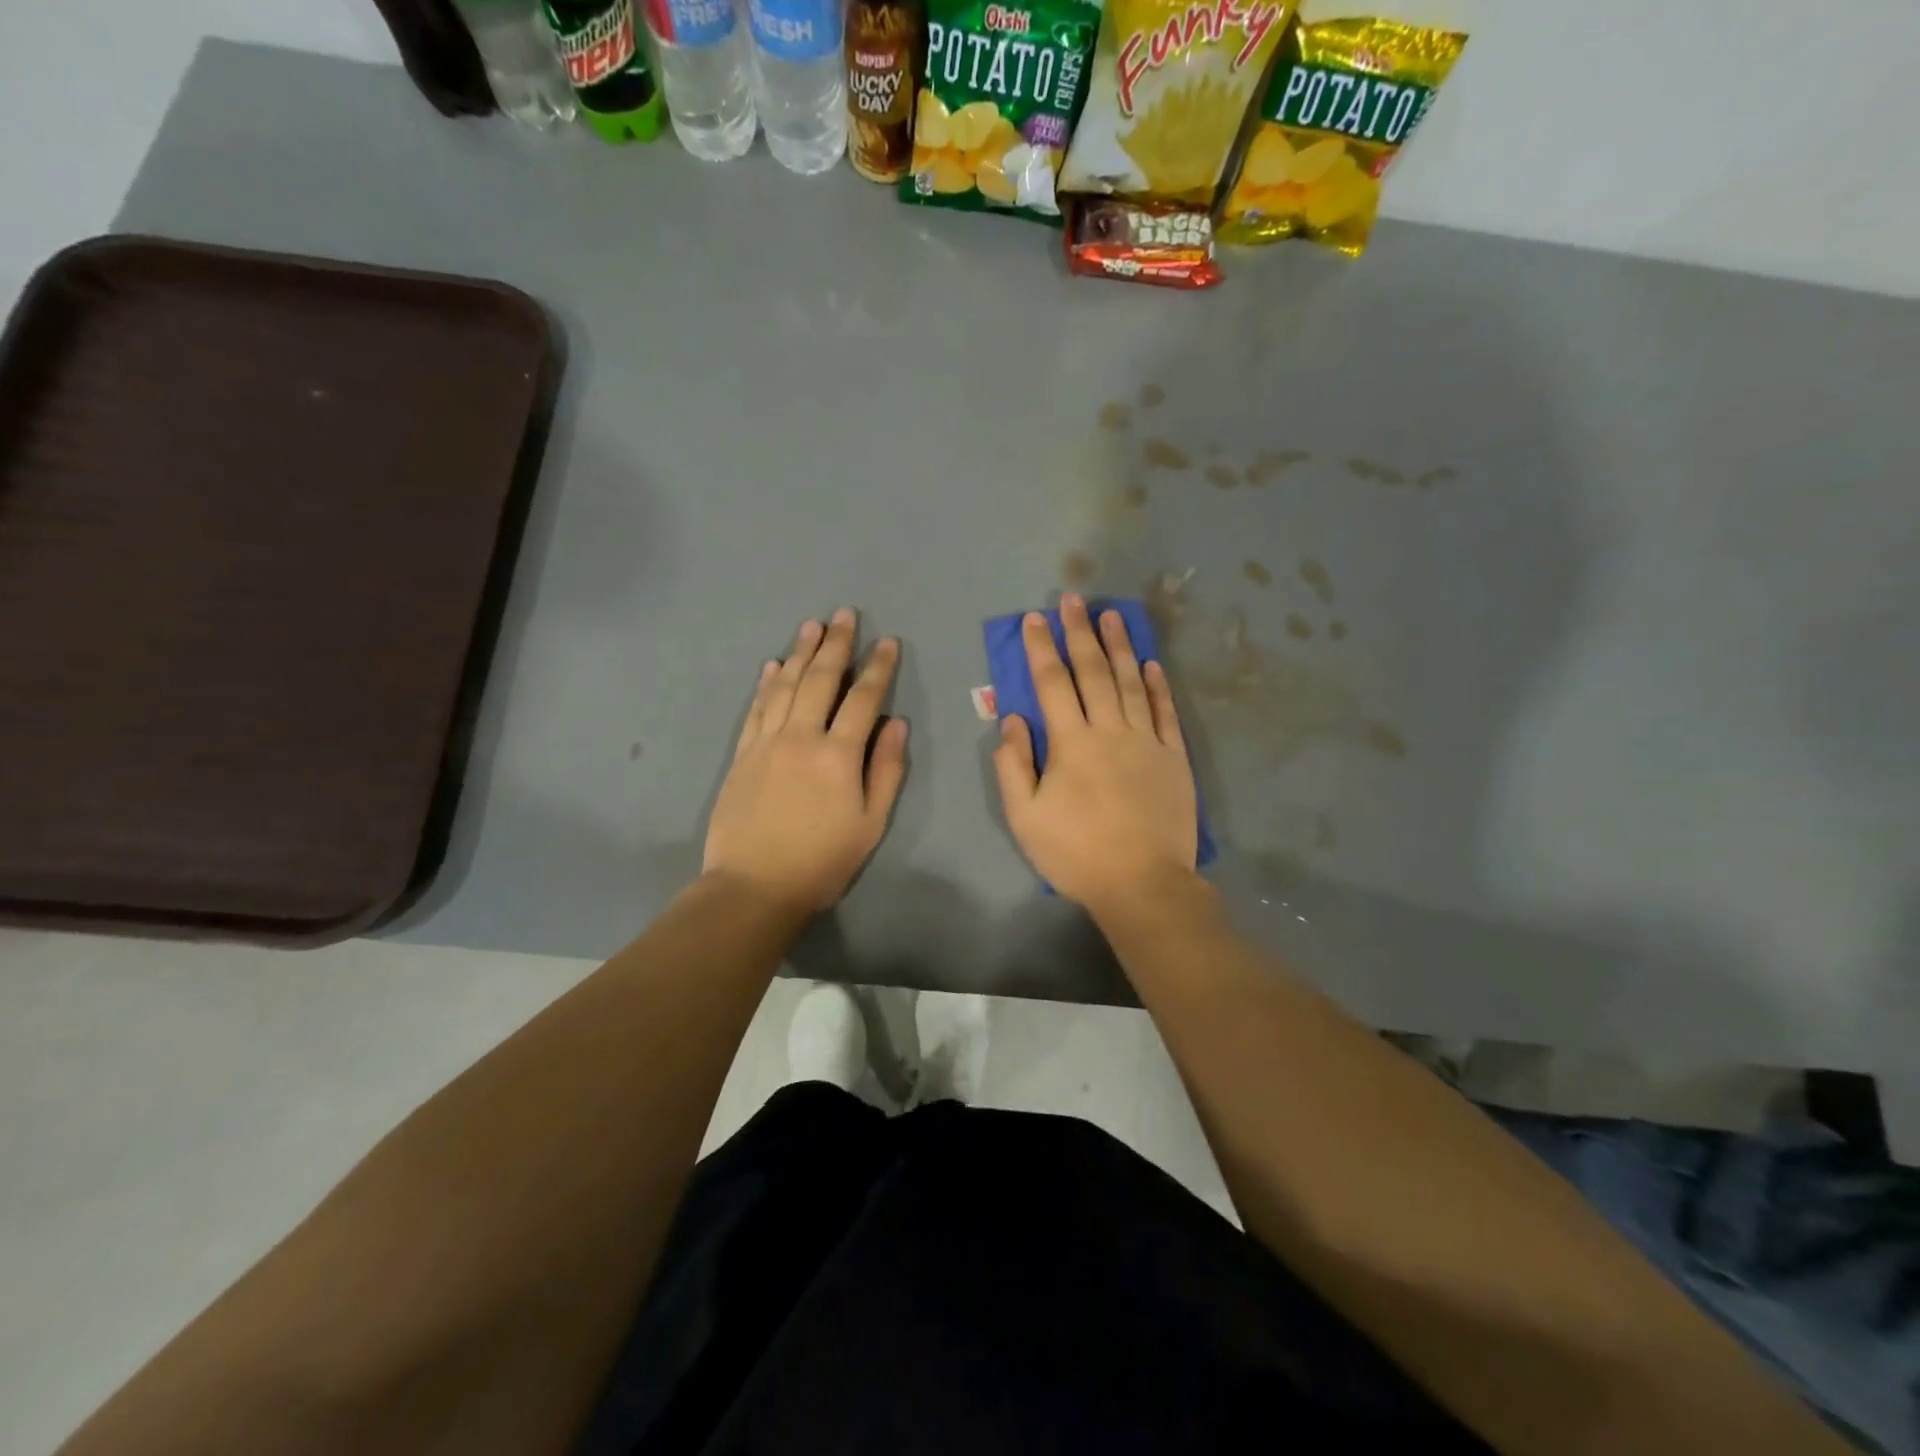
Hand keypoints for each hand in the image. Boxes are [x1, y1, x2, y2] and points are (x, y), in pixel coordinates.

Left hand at [703, 609, 907, 913]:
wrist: (754, 886)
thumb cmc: (822, 860)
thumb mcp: (871, 823)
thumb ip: (886, 770)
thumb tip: (897, 724)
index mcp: (838, 755)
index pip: (863, 699)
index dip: (877, 668)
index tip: (887, 643)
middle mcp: (801, 737)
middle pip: (820, 680)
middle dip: (836, 644)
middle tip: (845, 614)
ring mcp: (766, 743)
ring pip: (784, 686)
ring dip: (799, 652)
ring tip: (812, 625)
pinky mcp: (742, 755)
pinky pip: (756, 709)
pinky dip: (765, 683)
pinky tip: (771, 665)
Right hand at [993, 593, 1199, 916]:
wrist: (1142, 884)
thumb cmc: (1076, 853)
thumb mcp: (1025, 817)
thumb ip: (1013, 765)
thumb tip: (1012, 720)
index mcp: (1071, 743)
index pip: (1052, 684)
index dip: (1041, 649)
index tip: (1033, 619)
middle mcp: (1110, 731)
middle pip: (1094, 672)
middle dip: (1079, 633)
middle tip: (1073, 599)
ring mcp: (1147, 741)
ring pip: (1132, 683)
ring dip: (1120, 646)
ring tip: (1111, 615)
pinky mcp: (1174, 758)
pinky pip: (1165, 712)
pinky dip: (1157, 685)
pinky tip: (1151, 664)